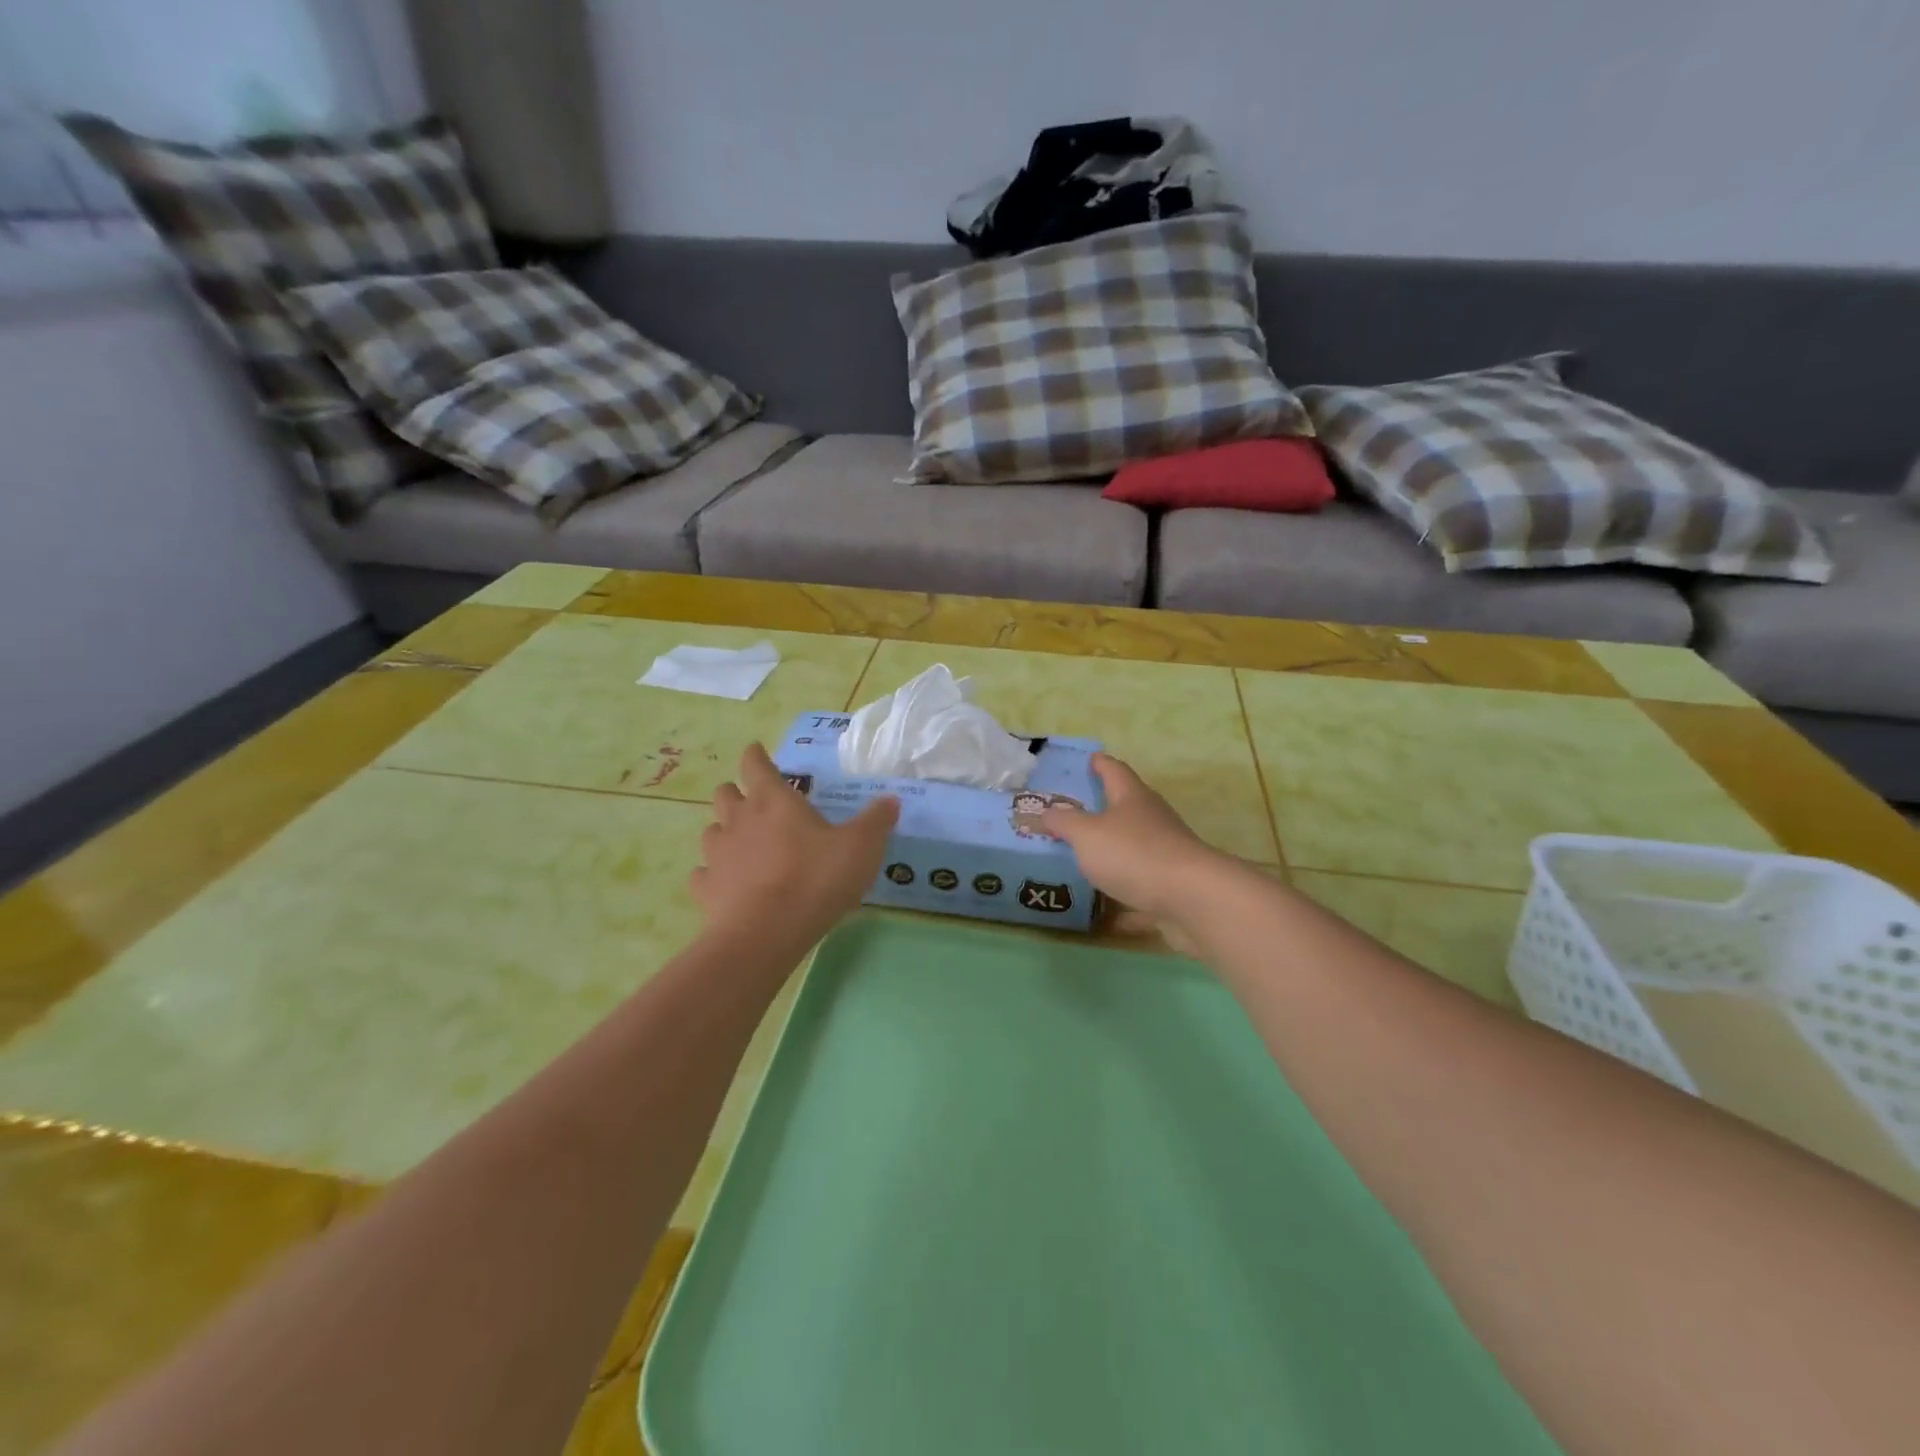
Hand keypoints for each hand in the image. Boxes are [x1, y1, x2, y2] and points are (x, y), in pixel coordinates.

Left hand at [692, 744, 898, 945]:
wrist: (766, 932)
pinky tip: (726, 884)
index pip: (755, 764)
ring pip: (711, 831)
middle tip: (756, 803)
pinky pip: (703, 874)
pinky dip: (713, 874)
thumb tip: (891, 800)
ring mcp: (717, 854)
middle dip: (737, 792)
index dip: (756, 756)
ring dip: (725, 832)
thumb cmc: (816, 878)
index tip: (758, 752)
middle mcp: (739, 819)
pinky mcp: (705, 888)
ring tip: (743, 844)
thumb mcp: (861, 847)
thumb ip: (876, 821)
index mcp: (773, 800)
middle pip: (725, 793)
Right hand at [1039, 753, 1225, 942]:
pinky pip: (1142, 890)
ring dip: (1114, 853)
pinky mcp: (1173, 888)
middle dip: (1104, 809)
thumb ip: (1064, 823)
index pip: (1115, 771)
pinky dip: (1125, 899)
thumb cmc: (1133, 854)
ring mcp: (1166, 854)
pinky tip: (1106, 914)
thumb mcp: (1086, 834)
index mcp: (1132, 798)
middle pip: (1127, 808)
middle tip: (1075, 812)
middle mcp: (1152, 820)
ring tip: (1084, 859)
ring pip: (1135, 849)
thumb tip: (1047, 812)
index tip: (1090, 758)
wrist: (1192, 899)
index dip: (1100, 764)